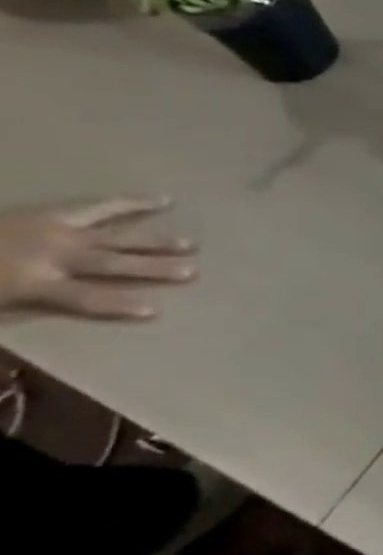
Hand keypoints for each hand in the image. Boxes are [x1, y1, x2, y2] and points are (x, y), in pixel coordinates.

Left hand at [0, 197, 196, 320]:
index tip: (155, 311)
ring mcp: (57, 231)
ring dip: (154, 242)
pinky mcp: (53, 214)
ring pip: (115, 237)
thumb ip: (9, 309)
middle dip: (152, 267)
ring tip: (190, 244)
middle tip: (191, 271)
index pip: (85, 298)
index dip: (119, 305)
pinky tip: (162, 201)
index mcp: (32, 282)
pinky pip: (99, 207)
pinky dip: (130, 204)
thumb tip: (14, 352)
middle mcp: (54, 255)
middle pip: (111, 263)